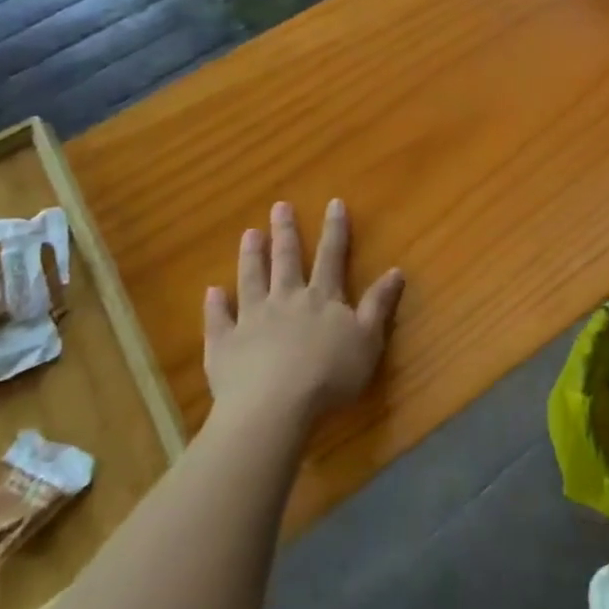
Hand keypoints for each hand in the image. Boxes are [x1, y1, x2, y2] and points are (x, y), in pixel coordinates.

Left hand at [202, 199, 405, 420]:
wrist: (274, 406)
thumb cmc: (329, 374)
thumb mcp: (368, 339)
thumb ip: (379, 304)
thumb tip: (396, 270)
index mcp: (322, 298)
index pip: (332, 256)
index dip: (334, 229)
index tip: (333, 203)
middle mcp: (286, 300)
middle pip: (286, 260)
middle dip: (285, 232)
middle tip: (279, 206)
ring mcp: (252, 319)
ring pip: (251, 280)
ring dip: (251, 256)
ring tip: (249, 233)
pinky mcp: (224, 344)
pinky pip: (219, 319)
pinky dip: (215, 304)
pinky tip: (212, 291)